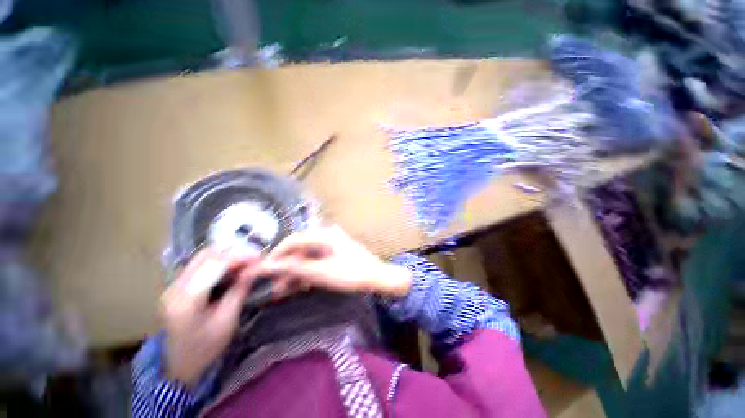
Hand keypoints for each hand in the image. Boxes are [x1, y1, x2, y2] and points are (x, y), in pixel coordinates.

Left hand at [160, 249, 257, 385]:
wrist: (180, 367)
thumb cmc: (206, 348)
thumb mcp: (227, 321)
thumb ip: (239, 291)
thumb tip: (254, 269)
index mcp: (186, 300)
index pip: (214, 265)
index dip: (238, 257)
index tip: (259, 257)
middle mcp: (175, 288)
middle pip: (205, 256)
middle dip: (232, 253)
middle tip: (252, 260)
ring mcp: (173, 287)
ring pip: (202, 259)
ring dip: (225, 257)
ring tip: (244, 264)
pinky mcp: (176, 289)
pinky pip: (199, 267)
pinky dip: (218, 264)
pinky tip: (231, 271)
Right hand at [251, 226, 411, 296]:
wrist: (378, 278)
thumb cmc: (351, 274)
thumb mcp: (321, 272)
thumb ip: (294, 268)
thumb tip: (267, 266)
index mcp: (324, 234)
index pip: (293, 240)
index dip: (277, 254)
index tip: (263, 269)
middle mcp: (327, 236)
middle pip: (300, 250)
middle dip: (286, 267)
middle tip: (272, 283)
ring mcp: (332, 245)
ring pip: (307, 257)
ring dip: (295, 272)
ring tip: (282, 290)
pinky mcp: (335, 254)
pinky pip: (316, 261)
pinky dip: (307, 273)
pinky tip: (299, 285)